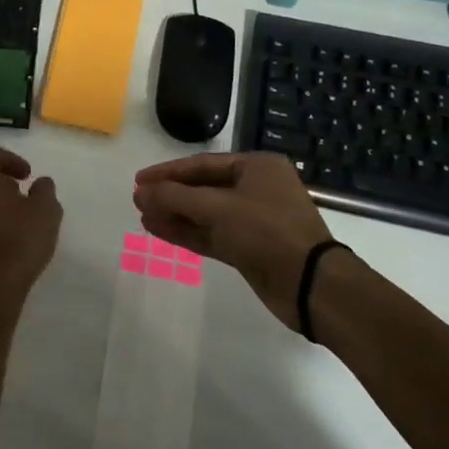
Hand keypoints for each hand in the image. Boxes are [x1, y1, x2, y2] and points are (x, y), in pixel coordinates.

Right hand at [133, 153, 335, 330]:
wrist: (310, 284)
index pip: (202, 164)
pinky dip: (187, 232)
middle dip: (170, 195)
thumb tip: (141, 193)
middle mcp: (256, 189)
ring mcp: (254, 221)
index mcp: (257, 167)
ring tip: (143, 216)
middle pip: (203, 188)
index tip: (139, 180)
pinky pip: (212, 235)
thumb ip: (176, 197)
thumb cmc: (266, 230)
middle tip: (138, 199)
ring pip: (205, 214)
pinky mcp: (250, 249)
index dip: (168, 172)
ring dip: (175, 214)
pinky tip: (159, 230)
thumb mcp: (218, 207)